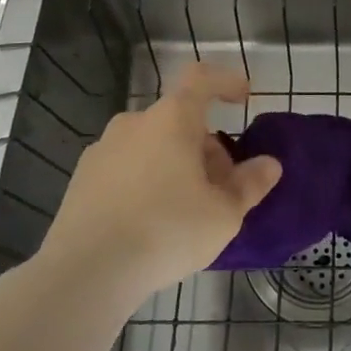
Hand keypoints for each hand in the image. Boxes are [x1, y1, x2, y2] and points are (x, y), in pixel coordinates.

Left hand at [37, 63, 281, 305]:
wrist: (86, 272)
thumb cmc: (167, 230)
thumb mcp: (224, 214)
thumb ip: (250, 184)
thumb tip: (269, 165)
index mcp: (172, 118)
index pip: (202, 78)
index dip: (226, 81)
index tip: (243, 99)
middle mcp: (135, 122)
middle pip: (179, 120)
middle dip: (205, 146)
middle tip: (221, 188)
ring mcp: (103, 149)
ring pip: (151, 145)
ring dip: (175, 164)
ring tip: (186, 209)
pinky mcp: (82, 179)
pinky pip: (126, 168)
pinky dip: (145, 181)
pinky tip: (150, 223)